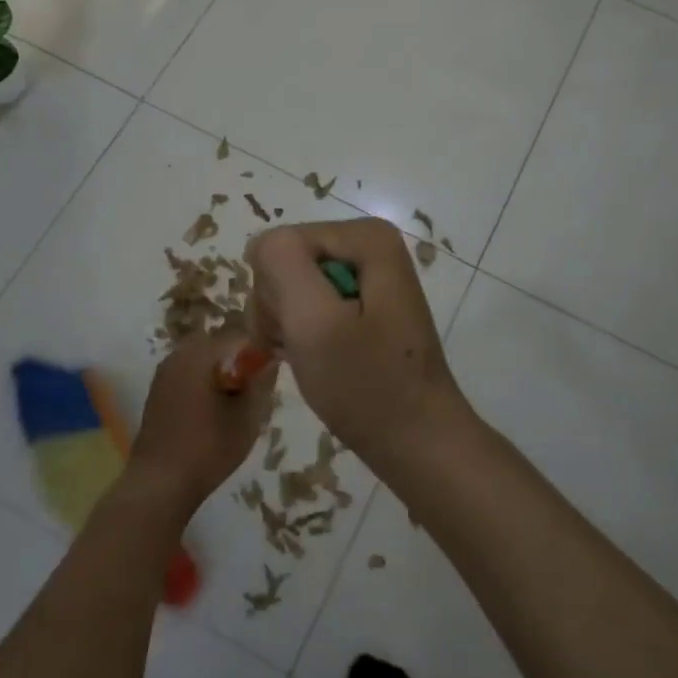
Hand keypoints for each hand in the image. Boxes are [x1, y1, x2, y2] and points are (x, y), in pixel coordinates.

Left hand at [126, 329, 278, 516]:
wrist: (159, 484)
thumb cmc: (207, 449)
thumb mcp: (247, 418)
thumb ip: (261, 383)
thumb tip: (271, 360)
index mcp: (199, 355)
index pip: (237, 336)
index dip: (258, 349)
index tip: (270, 369)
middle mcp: (177, 356)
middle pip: (216, 345)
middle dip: (237, 359)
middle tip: (252, 386)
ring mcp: (163, 374)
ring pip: (200, 359)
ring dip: (219, 371)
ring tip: (234, 400)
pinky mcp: (156, 393)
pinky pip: (186, 374)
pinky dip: (202, 382)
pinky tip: (212, 410)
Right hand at [245, 219, 470, 464]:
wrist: (417, 441)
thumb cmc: (367, 385)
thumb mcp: (315, 322)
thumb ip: (282, 265)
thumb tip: (261, 245)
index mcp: (365, 236)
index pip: (279, 245)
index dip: (275, 292)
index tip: (294, 334)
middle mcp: (368, 246)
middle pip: (287, 262)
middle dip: (282, 309)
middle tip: (302, 350)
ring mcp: (366, 276)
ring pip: (292, 286)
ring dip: (288, 326)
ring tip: (310, 359)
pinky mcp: (362, 305)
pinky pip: (310, 305)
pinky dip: (302, 335)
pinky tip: (316, 360)